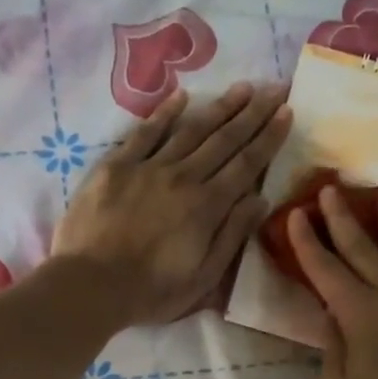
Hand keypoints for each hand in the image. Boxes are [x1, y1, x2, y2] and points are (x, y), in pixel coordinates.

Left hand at [51, 82, 290, 328]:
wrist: (90, 285)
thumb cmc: (151, 291)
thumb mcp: (203, 277)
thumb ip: (232, 235)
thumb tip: (260, 198)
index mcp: (207, 206)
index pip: (246, 165)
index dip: (268, 137)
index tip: (287, 112)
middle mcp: (183, 177)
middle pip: (224, 140)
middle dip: (253, 113)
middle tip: (274, 88)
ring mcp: (148, 167)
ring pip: (190, 129)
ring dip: (219, 107)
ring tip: (242, 88)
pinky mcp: (116, 166)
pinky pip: (145, 132)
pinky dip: (164, 113)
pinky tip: (181, 96)